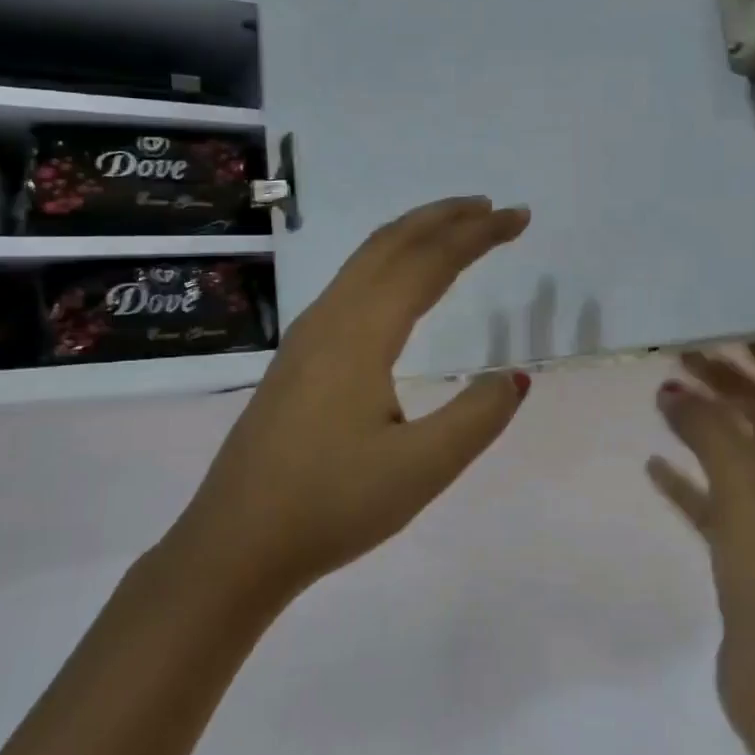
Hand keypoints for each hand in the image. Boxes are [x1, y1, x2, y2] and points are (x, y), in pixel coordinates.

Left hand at [166, 197, 532, 608]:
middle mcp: (330, 319)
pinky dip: (391, 263)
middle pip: (391, 244)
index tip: (519, 217)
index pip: (428, 262)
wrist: (234, 544)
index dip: (477, 234)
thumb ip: (476, 417)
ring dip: (415, 236)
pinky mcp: (298, 358)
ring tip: (456, 231)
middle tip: (493, 209)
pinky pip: (352, 284)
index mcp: (360, 334)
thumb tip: (513, 376)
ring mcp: (307, 336)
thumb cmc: (330, 506)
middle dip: (445, 218)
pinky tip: (401, 285)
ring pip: (366, 261)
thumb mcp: (420, 470)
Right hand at [647, 343, 754, 754]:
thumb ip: (709, 431)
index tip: (721, 327)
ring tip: (661, 398)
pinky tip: (654, 467)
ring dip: (705, 428)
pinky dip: (691, 482)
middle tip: (676, 356)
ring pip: (740, 457)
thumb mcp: (747, 492)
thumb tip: (671, 388)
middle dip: (725, 386)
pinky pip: (720, 501)